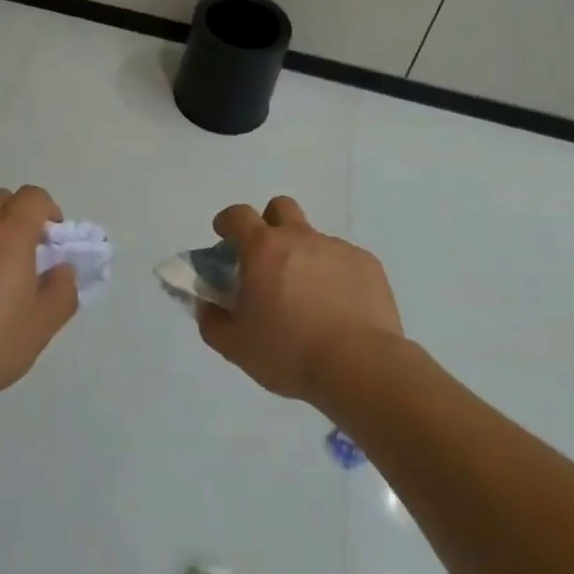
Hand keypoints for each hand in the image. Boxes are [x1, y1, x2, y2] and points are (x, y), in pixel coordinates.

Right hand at [197, 196, 402, 409]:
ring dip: (304, 256)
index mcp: (263, 249)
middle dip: (269, 222)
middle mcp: (299, 237)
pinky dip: (335, 276)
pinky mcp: (366, 264)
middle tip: (268, 256)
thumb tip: (207, 305)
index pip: (238, 215)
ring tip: (309, 296)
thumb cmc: (289, 353)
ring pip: (314, 238)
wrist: (359, 366)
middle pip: (280, 207)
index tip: (224, 235)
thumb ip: (212, 321)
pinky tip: (340, 308)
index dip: (227, 222)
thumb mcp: (236, 347)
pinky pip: (344, 260)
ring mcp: (336, 248)